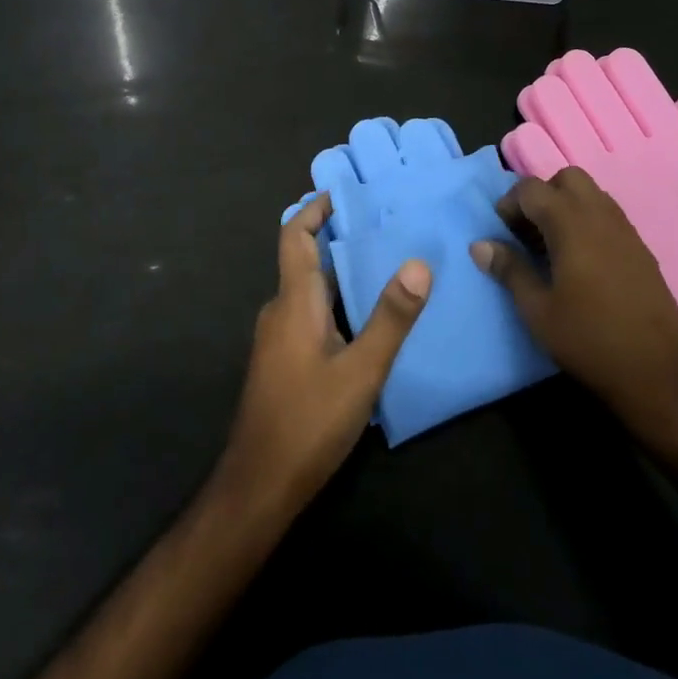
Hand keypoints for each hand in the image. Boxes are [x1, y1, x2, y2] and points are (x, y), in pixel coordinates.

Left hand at [218, 194, 431, 515]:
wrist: (259, 486)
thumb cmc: (308, 422)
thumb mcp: (361, 371)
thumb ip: (390, 319)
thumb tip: (418, 264)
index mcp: (294, 302)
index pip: (294, 236)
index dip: (314, 209)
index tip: (342, 192)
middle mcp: (281, 312)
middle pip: (306, 262)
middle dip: (340, 241)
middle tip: (386, 230)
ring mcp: (278, 339)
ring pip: (311, 293)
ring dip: (342, 276)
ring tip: (388, 269)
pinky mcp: (283, 363)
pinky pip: (311, 317)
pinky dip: (337, 305)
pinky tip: (369, 322)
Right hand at [472, 166, 677, 441]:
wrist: (659, 374)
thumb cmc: (589, 340)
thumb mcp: (537, 310)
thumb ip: (509, 270)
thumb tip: (480, 245)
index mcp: (572, 224)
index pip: (532, 188)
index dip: (510, 203)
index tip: (502, 232)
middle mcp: (601, 216)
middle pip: (567, 179)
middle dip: (543, 195)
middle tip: (528, 231)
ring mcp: (626, 231)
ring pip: (592, 194)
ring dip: (566, 206)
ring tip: (552, 246)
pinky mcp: (641, 249)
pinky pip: (608, 216)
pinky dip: (588, 222)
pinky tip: (580, 262)